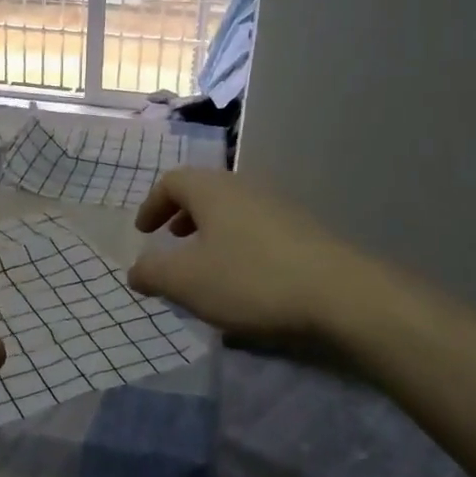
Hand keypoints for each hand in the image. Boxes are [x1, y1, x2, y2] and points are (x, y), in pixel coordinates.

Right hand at [129, 169, 351, 343]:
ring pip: (233, 212)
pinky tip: (243, 281)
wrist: (340, 294)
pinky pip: (257, 230)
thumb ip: (152, 272)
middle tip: (171, 241)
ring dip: (211, 233)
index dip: (152, 205)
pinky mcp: (304, 232)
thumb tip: (136, 270)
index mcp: (212, 190)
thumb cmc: (250, 279)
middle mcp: (246, 188)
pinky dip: (237, 246)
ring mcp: (280, 208)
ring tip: (205, 265)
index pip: (172, 181)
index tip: (143, 232)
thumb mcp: (186, 281)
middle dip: (182, 216)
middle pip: (205, 192)